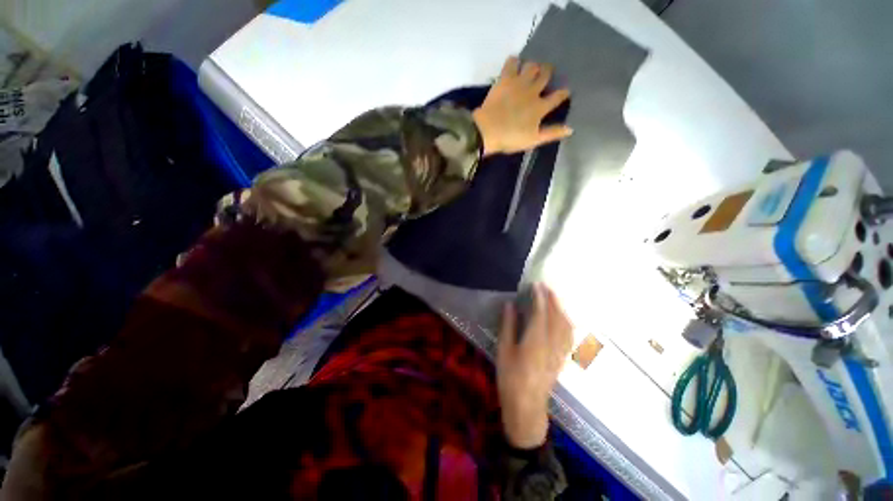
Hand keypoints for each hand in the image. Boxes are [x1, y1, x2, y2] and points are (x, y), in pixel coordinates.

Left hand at [472, 56, 571, 155]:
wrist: (488, 130)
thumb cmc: (510, 138)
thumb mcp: (533, 140)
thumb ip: (551, 133)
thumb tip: (571, 129)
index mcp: (540, 107)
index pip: (557, 97)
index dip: (563, 93)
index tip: (565, 91)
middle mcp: (533, 91)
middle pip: (546, 74)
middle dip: (548, 73)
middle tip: (545, 75)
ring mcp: (519, 82)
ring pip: (532, 65)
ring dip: (534, 66)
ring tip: (530, 71)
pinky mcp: (505, 78)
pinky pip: (512, 61)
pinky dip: (514, 61)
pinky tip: (514, 65)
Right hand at [497, 283, 573, 448]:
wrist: (526, 406)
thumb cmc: (510, 377)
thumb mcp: (503, 350)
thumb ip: (508, 325)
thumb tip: (510, 304)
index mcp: (536, 340)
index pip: (541, 312)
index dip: (540, 297)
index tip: (536, 285)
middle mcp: (552, 344)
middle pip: (557, 317)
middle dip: (553, 299)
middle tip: (546, 287)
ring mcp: (560, 352)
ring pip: (566, 325)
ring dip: (561, 309)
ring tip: (554, 299)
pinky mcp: (562, 359)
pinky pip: (569, 336)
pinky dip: (567, 322)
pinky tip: (563, 320)